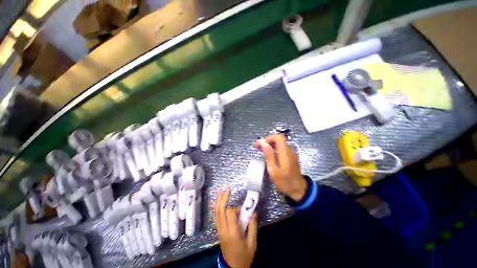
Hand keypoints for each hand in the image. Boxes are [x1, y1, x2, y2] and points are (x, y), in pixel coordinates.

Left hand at [214, 186, 256, 267]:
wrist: (232, 267)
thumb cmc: (244, 256)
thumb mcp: (252, 244)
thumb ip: (253, 227)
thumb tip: (253, 213)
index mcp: (233, 233)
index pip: (230, 213)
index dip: (235, 207)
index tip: (241, 208)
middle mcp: (224, 230)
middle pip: (221, 210)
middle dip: (224, 198)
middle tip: (227, 188)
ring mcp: (219, 230)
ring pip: (216, 213)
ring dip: (218, 201)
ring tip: (220, 191)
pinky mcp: (218, 231)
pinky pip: (215, 217)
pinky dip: (215, 208)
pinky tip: (216, 202)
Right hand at [254, 134, 306, 201]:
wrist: (298, 190)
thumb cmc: (284, 181)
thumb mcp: (273, 169)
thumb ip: (268, 154)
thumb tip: (262, 142)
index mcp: (285, 152)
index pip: (278, 137)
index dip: (268, 138)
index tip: (260, 144)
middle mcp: (289, 150)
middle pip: (278, 140)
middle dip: (266, 142)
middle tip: (256, 146)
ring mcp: (291, 154)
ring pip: (279, 144)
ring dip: (269, 145)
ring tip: (260, 150)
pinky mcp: (290, 158)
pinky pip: (281, 150)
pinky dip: (273, 150)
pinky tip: (267, 155)